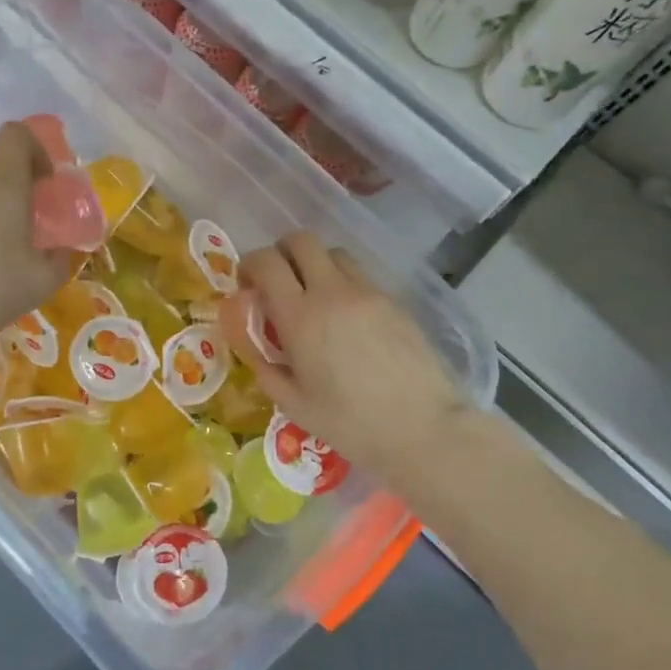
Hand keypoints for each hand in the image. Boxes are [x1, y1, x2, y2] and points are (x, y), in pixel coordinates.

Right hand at [239, 232, 472, 480]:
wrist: (423, 429)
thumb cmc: (350, 424)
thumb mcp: (293, 404)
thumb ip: (265, 366)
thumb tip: (254, 343)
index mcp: (301, 317)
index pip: (266, 262)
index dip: (249, 265)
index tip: (247, 285)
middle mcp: (333, 292)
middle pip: (301, 240)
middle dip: (282, 253)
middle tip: (278, 283)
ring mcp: (368, 293)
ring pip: (334, 253)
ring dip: (315, 265)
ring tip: (314, 299)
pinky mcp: (394, 301)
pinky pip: (360, 276)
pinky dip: (343, 284)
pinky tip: (346, 320)